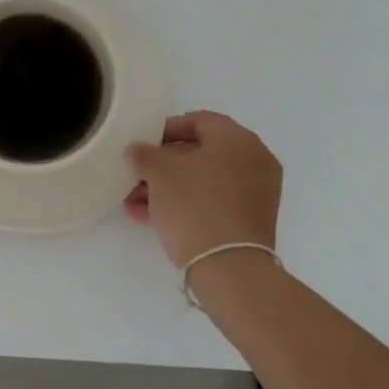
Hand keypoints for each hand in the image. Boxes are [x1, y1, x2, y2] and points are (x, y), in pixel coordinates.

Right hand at [125, 111, 282, 269]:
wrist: (229, 268)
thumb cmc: (195, 206)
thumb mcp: (160, 173)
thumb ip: (144, 154)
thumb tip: (137, 150)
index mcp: (238, 139)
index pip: (198, 120)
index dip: (165, 129)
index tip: (142, 145)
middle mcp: (253, 160)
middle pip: (200, 152)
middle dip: (162, 165)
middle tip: (135, 176)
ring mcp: (255, 193)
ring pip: (203, 180)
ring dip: (167, 187)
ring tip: (133, 201)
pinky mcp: (249, 220)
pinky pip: (212, 202)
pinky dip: (184, 204)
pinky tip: (149, 217)